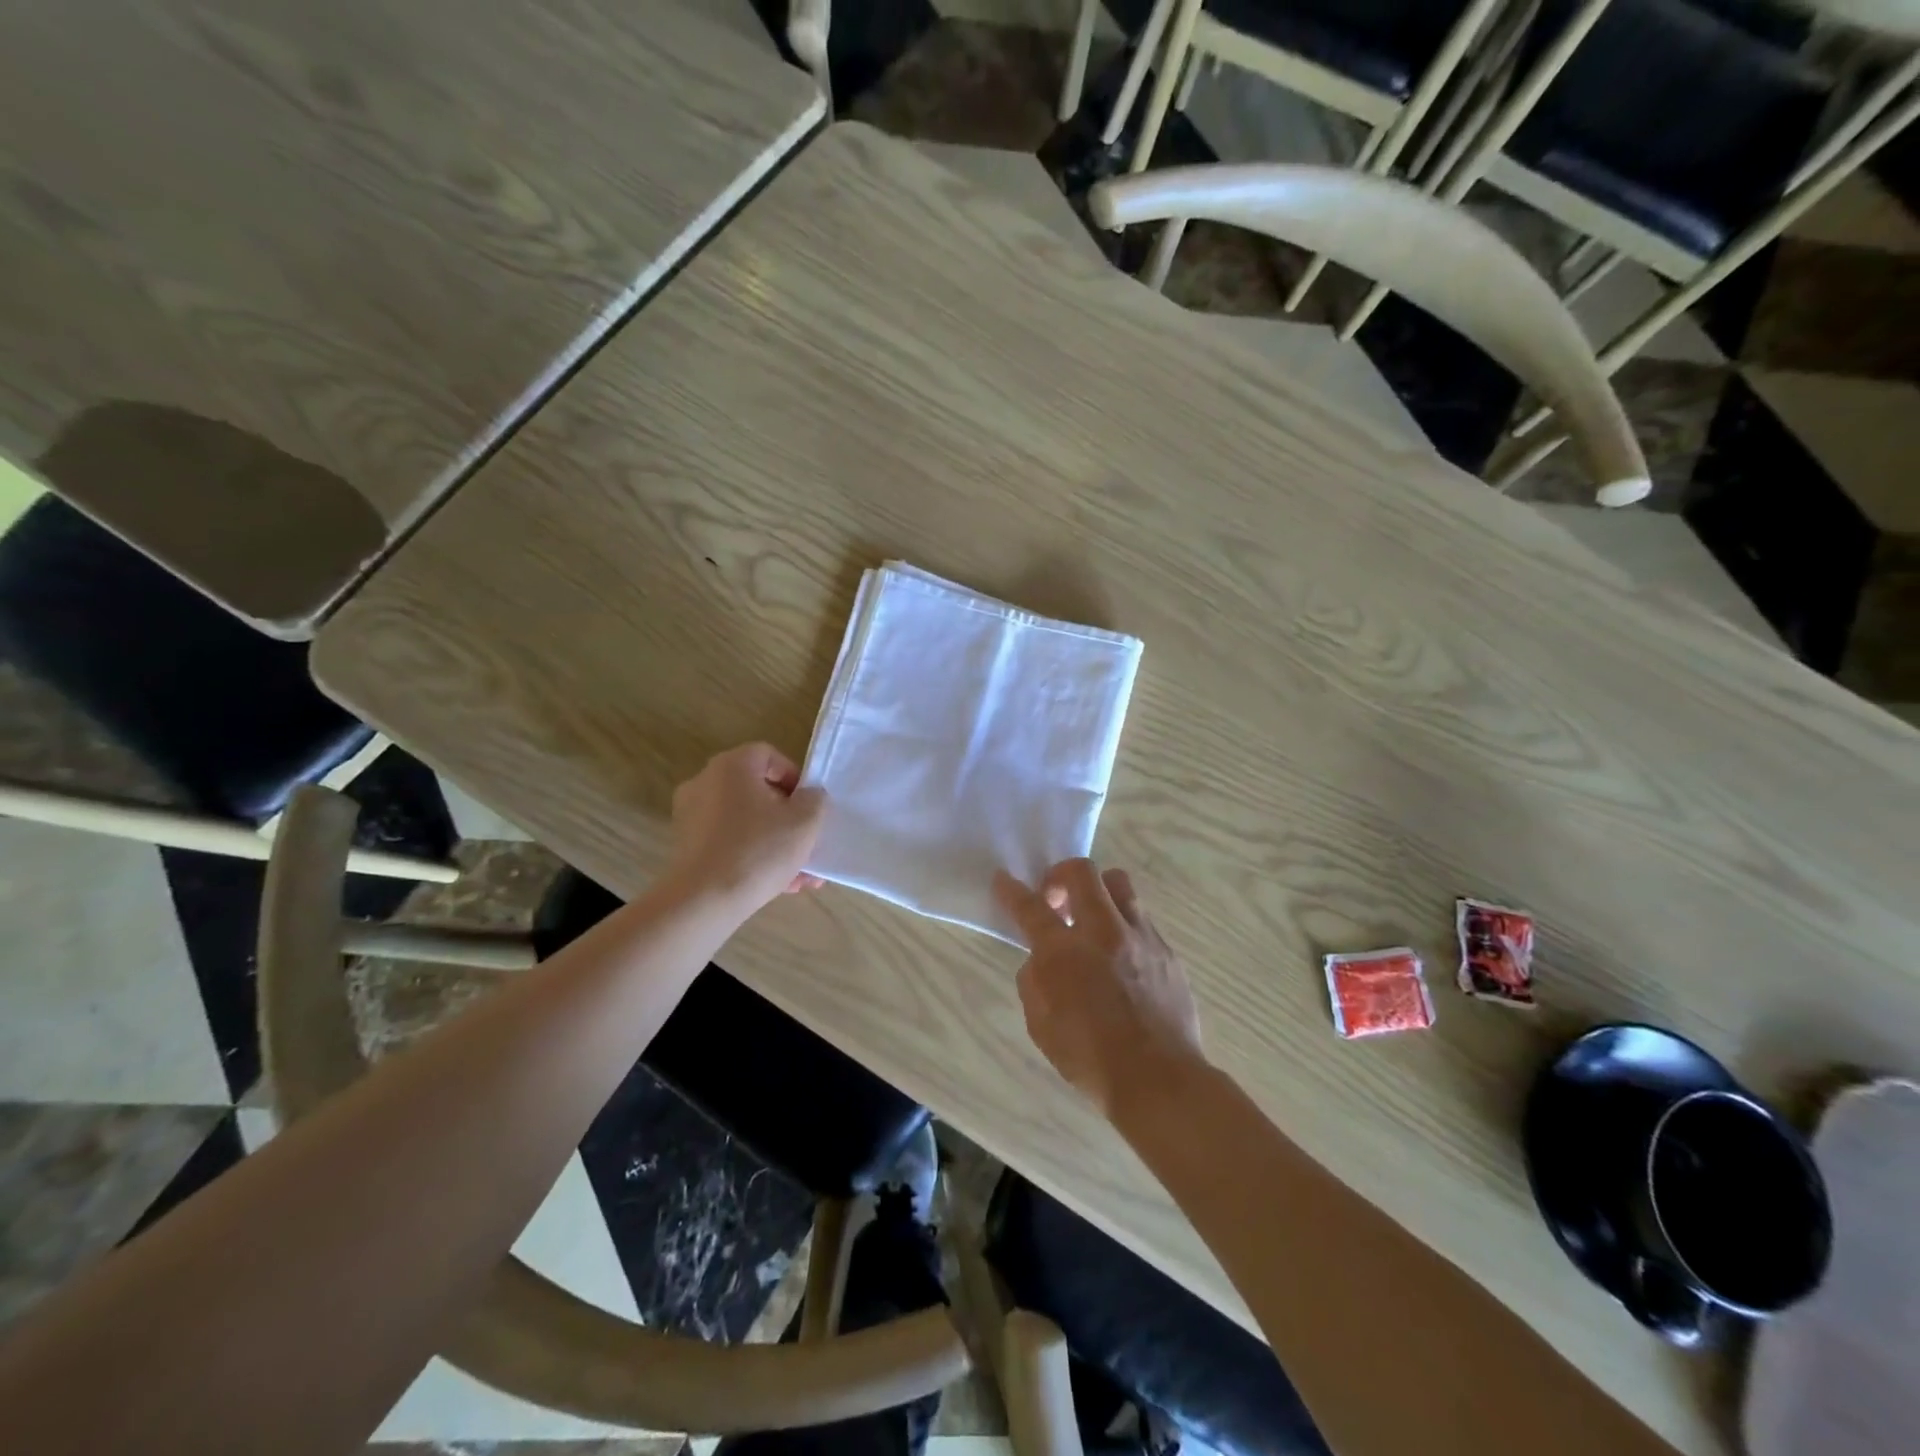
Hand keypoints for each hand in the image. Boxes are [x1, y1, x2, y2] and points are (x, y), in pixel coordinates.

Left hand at [666, 743, 826, 913]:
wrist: (705, 901)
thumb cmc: (759, 850)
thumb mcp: (805, 821)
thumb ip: (815, 799)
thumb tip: (808, 796)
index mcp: (732, 766)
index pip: (769, 756)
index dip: (795, 778)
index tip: (809, 806)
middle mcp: (706, 782)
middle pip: (758, 792)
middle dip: (788, 819)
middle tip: (808, 842)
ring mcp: (691, 815)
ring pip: (746, 822)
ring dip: (775, 842)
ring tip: (800, 875)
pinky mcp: (686, 846)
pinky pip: (729, 842)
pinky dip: (752, 855)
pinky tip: (778, 885)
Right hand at [994, 858, 1204, 1119]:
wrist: (1158, 1080)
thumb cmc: (1090, 1058)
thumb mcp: (1040, 1023)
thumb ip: (1035, 980)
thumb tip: (1043, 959)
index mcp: (1064, 952)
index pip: (1030, 907)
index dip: (1011, 890)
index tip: (1003, 879)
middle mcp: (1104, 932)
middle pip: (1082, 872)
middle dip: (1060, 875)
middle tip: (1055, 901)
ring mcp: (1141, 937)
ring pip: (1119, 884)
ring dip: (1098, 893)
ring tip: (1091, 920)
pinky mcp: (1167, 951)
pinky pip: (1141, 919)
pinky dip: (1123, 926)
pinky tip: (1121, 957)